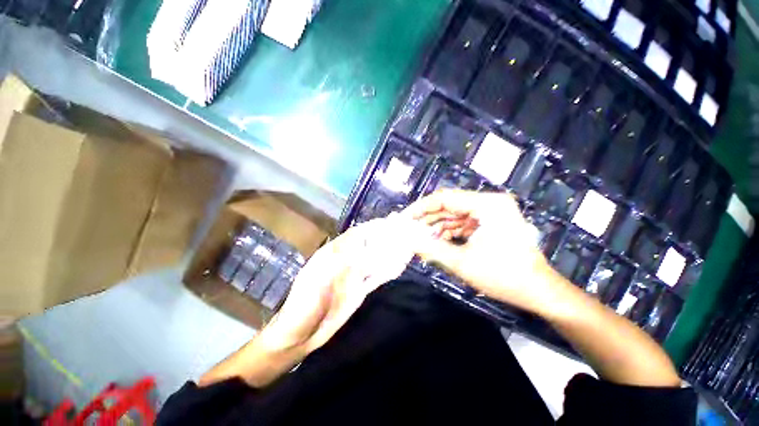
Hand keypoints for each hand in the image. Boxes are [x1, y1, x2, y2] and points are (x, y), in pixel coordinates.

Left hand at [200, 216, 423, 387]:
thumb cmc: (304, 305)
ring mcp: (353, 276)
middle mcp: (345, 261)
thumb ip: (341, 264)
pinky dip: (387, 271)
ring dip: (389, 252)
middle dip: (386, 237)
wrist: (299, 334)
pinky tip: (397, 267)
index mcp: (333, 253)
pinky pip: (376, 277)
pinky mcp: (359, 290)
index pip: (357, 234)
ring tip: (406, 244)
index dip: (373, 227)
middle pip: (369, 244)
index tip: (391, 221)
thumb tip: (362, 247)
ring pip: (375, 259)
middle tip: (405, 230)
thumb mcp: (319, 280)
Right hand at [405, 190, 558, 314]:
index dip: (421, 207)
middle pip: (449, 205)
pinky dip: (449, 231)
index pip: (444, 198)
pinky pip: (464, 222)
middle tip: (409, 229)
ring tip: (420, 237)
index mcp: (487, 204)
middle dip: (428, 218)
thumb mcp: (462, 262)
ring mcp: (492, 212)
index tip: (405, 218)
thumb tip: (408, 240)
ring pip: (455, 214)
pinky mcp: (492, 222)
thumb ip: (431, 248)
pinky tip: (437, 240)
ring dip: (437, 225)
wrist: (540, 292)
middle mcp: (490, 202)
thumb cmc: (504, 276)